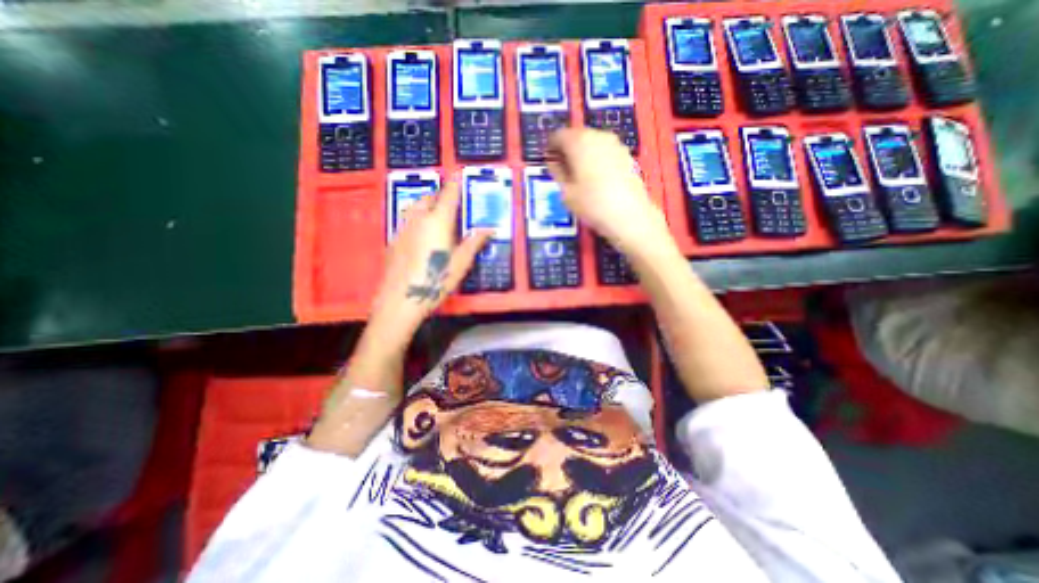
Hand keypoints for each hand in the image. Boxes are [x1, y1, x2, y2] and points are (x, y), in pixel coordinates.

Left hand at [369, 182, 491, 342]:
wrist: (401, 299)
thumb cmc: (436, 280)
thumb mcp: (461, 263)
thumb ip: (474, 243)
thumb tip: (489, 229)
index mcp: (438, 222)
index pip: (448, 195)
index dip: (454, 183)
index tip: (458, 173)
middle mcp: (419, 219)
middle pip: (429, 198)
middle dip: (440, 195)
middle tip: (450, 202)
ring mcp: (403, 229)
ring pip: (415, 208)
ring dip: (426, 205)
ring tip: (436, 215)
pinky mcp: (394, 240)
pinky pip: (407, 221)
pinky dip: (416, 220)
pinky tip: (421, 236)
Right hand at [546, 130, 670, 256]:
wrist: (628, 215)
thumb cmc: (592, 204)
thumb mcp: (566, 191)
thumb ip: (557, 172)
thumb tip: (553, 161)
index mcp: (579, 142)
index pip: (558, 135)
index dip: (551, 147)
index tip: (548, 160)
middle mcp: (597, 136)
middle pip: (577, 136)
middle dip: (567, 149)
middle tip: (562, 167)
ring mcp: (615, 143)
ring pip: (592, 142)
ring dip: (582, 153)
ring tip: (578, 173)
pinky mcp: (626, 154)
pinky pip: (605, 151)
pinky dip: (596, 158)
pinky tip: (595, 177)